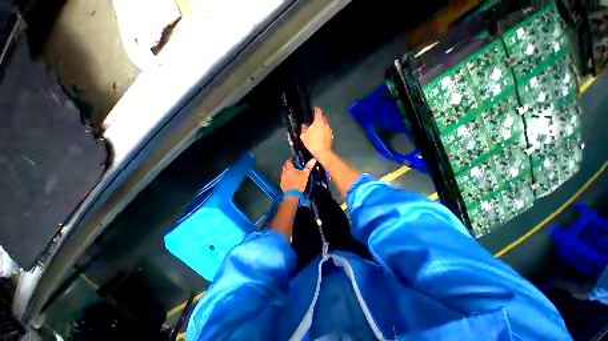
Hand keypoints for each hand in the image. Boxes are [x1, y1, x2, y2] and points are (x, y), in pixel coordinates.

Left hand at [280, 158, 316, 192]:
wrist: (292, 194)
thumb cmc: (299, 183)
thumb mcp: (305, 174)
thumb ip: (308, 167)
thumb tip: (313, 160)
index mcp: (289, 169)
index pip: (288, 161)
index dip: (290, 159)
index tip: (293, 159)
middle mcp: (284, 172)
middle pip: (284, 166)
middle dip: (288, 165)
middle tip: (293, 166)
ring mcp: (282, 178)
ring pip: (283, 173)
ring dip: (286, 172)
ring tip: (291, 173)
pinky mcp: (281, 184)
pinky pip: (283, 179)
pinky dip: (286, 178)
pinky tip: (289, 180)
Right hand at [301, 108, 332, 158]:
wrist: (322, 152)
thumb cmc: (312, 143)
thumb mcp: (303, 136)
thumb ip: (303, 128)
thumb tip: (304, 124)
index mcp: (318, 122)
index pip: (318, 111)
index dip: (315, 109)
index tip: (313, 110)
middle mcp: (325, 124)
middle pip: (323, 117)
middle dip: (319, 117)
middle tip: (314, 119)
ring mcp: (329, 130)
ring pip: (325, 124)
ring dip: (322, 124)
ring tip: (317, 128)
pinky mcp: (331, 136)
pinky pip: (327, 130)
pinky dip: (324, 130)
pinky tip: (320, 135)